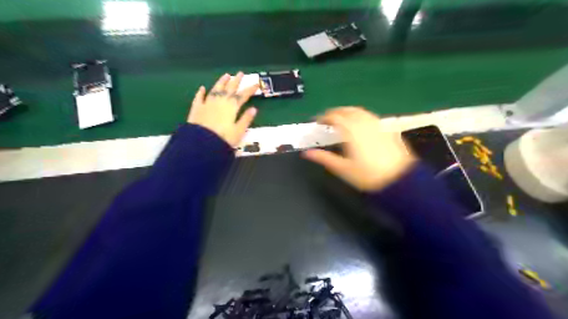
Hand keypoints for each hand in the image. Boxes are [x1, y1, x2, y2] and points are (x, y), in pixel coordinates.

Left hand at [188, 72, 258, 145]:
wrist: (201, 143)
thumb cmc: (223, 139)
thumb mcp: (239, 131)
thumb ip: (246, 119)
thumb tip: (254, 109)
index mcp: (232, 107)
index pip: (243, 95)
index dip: (250, 89)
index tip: (256, 84)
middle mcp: (220, 101)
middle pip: (229, 88)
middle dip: (236, 81)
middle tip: (240, 73)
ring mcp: (207, 103)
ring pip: (215, 89)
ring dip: (221, 82)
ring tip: (226, 75)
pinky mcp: (197, 108)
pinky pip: (199, 97)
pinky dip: (201, 92)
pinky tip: (202, 87)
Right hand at [302, 108, 415, 190]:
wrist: (398, 180)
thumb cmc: (367, 175)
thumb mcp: (342, 168)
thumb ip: (324, 158)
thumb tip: (307, 153)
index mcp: (351, 131)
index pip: (335, 117)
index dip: (324, 117)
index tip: (318, 122)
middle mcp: (364, 123)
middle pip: (347, 110)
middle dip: (335, 112)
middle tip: (327, 119)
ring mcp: (377, 124)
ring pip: (360, 111)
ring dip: (348, 112)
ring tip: (342, 119)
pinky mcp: (387, 129)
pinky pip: (371, 117)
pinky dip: (361, 116)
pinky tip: (361, 124)